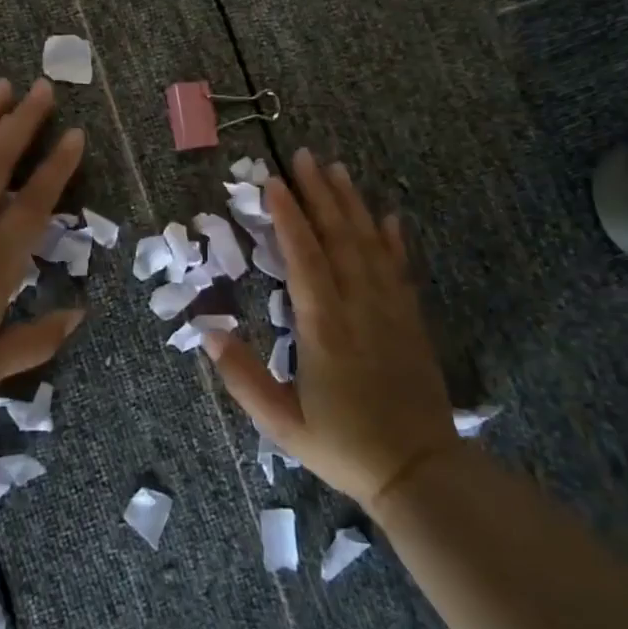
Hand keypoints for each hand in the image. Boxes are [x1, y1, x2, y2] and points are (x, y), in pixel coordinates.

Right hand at [203, 149, 458, 507]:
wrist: (420, 471)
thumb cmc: (343, 447)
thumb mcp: (281, 423)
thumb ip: (242, 376)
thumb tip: (207, 330)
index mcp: (324, 328)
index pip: (304, 258)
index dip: (288, 217)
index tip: (273, 183)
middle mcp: (359, 307)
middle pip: (338, 237)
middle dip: (319, 194)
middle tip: (304, 156)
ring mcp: (390, 310)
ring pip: (370, 244)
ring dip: (352, 204)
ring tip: (337, 169)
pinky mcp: (411, 320)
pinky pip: (400, 268)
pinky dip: (392, 238)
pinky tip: (387, 215)